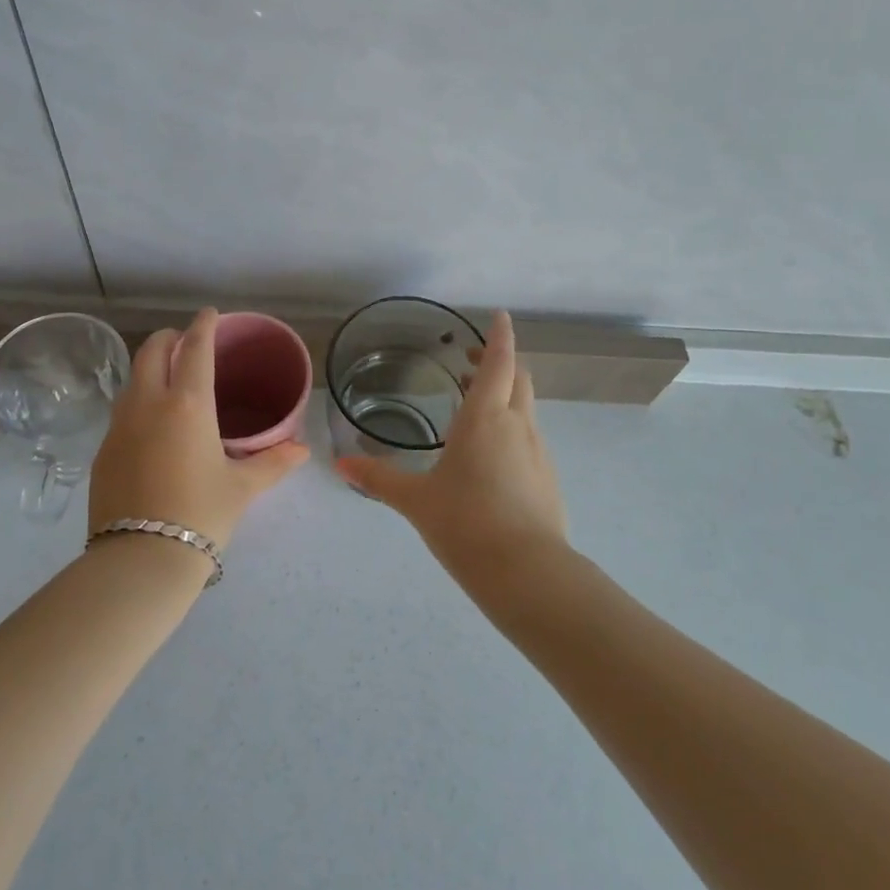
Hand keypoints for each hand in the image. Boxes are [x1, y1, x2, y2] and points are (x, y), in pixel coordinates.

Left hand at [88, 308, 309, 550]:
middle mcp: (148, 404)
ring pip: (132, 379)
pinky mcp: (102, 451)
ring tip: (169, 380)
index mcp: (188, 404)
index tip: (210, 314)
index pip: (194, 348)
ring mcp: (119, 426)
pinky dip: (138, 401)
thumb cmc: (201, 514)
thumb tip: (301, 450)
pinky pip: (121, 411)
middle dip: (169, 338)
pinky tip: (152, 426)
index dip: (204, 326)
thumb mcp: (242, 487)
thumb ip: (273, 462)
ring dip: (150, 368)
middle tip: (186, 343)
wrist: (140, 560)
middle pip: (151, 351)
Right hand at [333, 311, 567, 583]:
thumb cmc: (466, 524)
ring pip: (525, 409)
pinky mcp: (548, 479)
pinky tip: (491, 458)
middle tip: (472, 363)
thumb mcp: (416, 500)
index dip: (499, 336)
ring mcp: (538, 452)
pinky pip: (530, 439)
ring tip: (476, 409)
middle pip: (518, 379)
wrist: (528, 573)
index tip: (500, 316)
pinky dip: (512, 430)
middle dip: (500, 363)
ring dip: (506, 397)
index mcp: (485, 417)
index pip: (498, 362)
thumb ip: (379, 478)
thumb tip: (340, 466)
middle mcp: (517, 425)